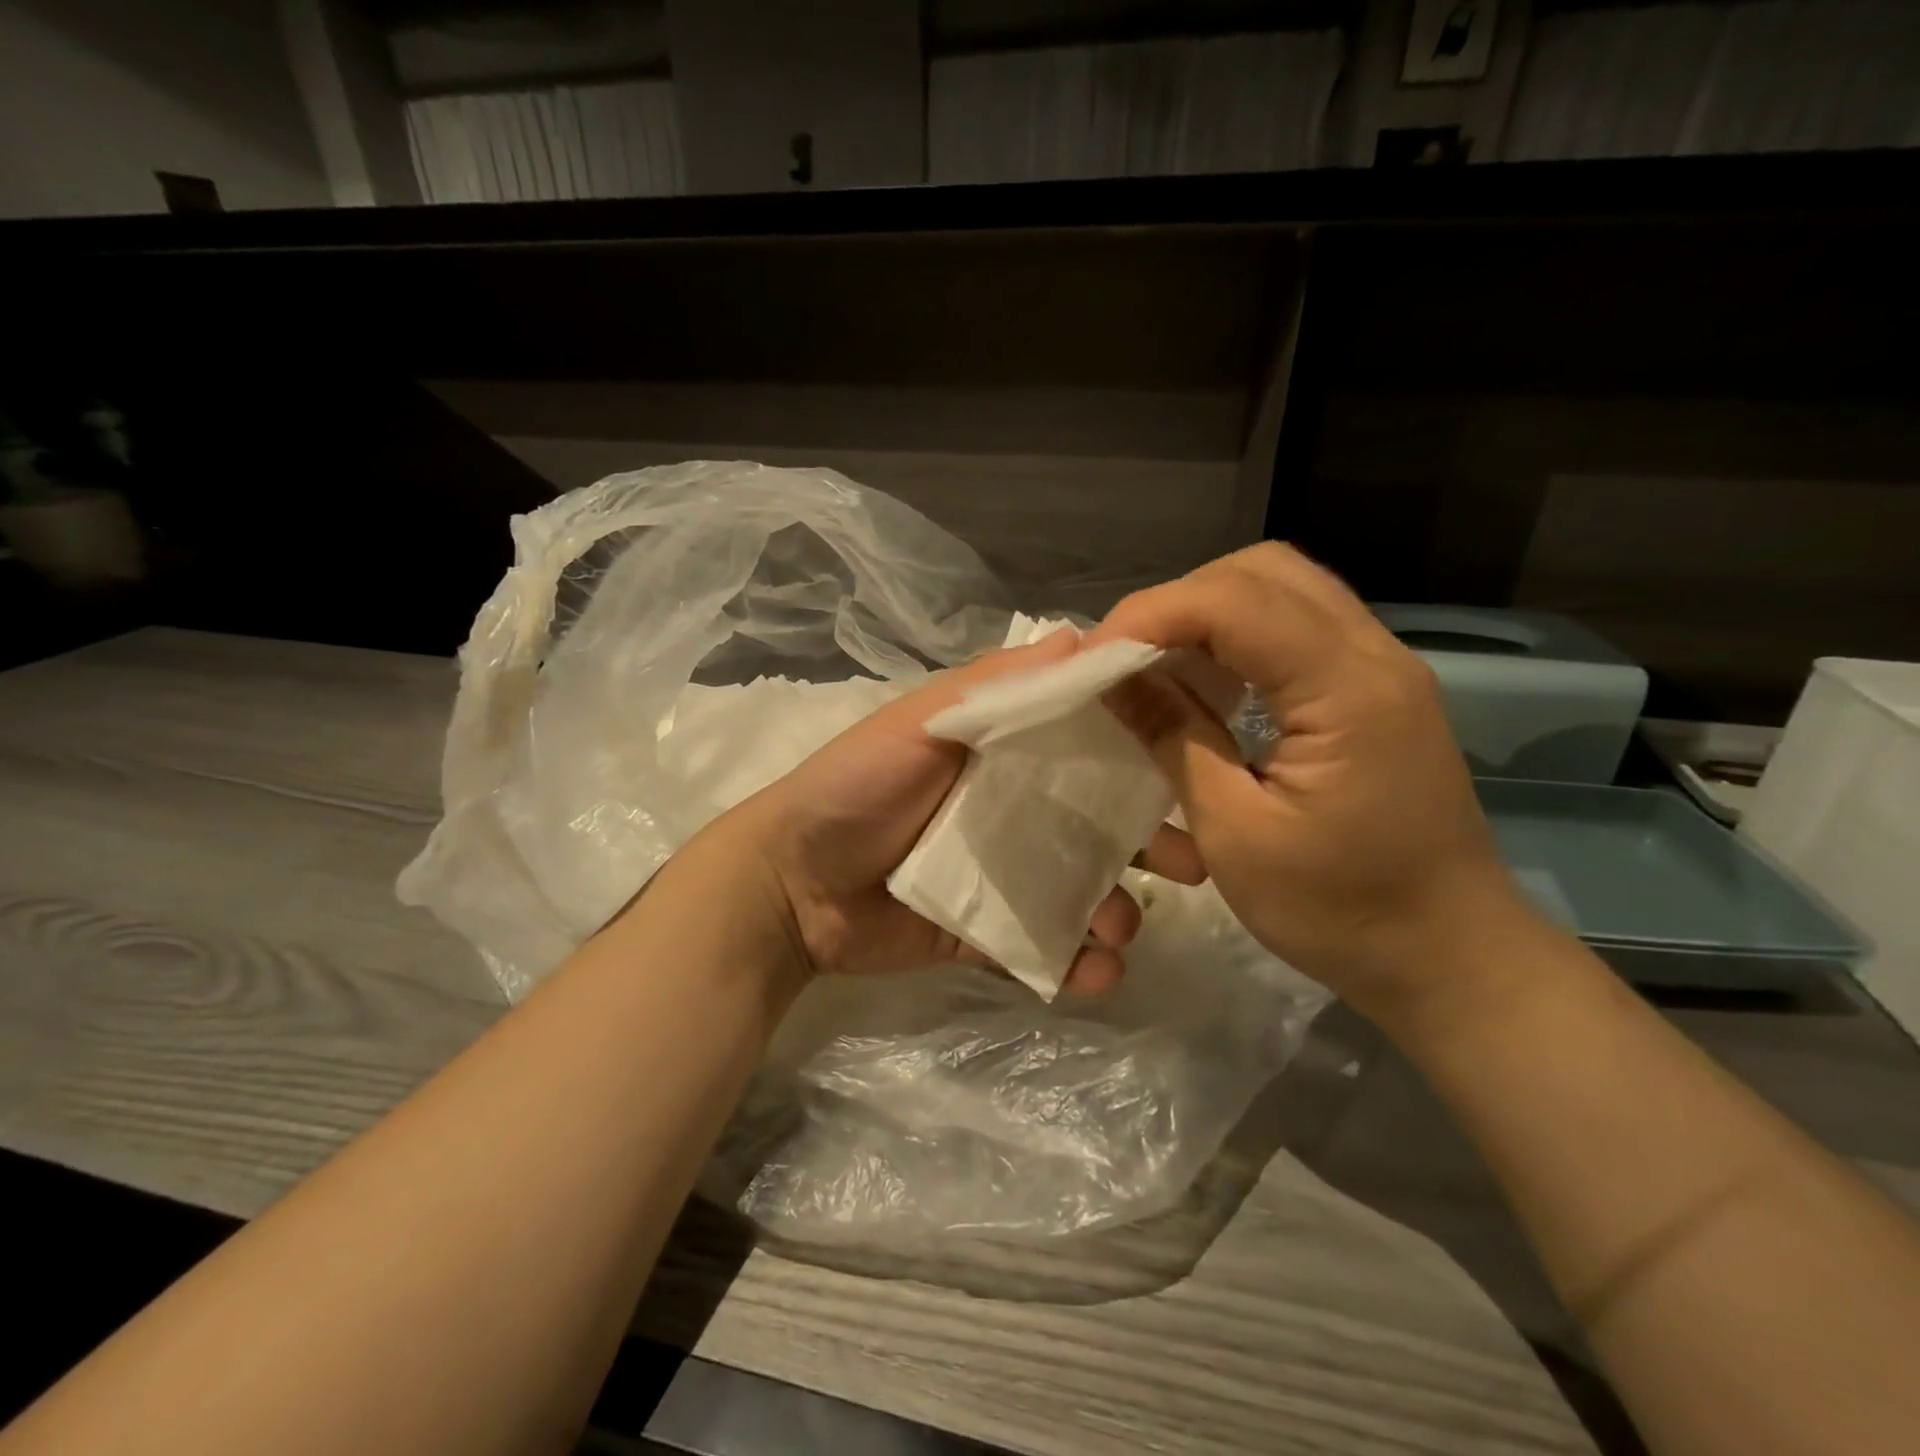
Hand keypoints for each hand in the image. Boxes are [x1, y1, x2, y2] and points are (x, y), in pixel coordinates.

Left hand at [716, 631, 1204, 991]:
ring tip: (1121, 927)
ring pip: (1078, 890)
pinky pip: (1040, 948)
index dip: (1139, 754)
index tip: (1192, 766)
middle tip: (1194, 865)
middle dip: (1149, 843)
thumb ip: (996, 689)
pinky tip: (1096, 973)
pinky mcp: (983, 933)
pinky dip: (1073, 963)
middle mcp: (1011, 812)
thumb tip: (1082, 636)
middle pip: (1095, 824)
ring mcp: (1000, 877)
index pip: (1085, 747)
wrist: (790, 886)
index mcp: (1003, 756)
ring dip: (1115, 909)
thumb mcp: (921, 726)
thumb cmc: (856, 789)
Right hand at [1089, 543, 1526, 1018]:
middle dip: (1178, 602)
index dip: (1150, 615)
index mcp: (1347, 689)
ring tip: (1155, 665)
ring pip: (1281, 590)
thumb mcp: (1234, 832)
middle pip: (1262, 572)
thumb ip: (1173, 738)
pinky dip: (1237, 637)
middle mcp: (1373, 655)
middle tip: (1124, 657)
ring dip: (1206, 614)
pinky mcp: (1374, 690)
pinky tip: (1207, 683)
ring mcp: (1381, 667)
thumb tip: (1112, 678)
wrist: (1449, 956)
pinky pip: (1296, 628)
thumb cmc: (1339, 911)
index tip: (1091, 658)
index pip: (1234, 601)